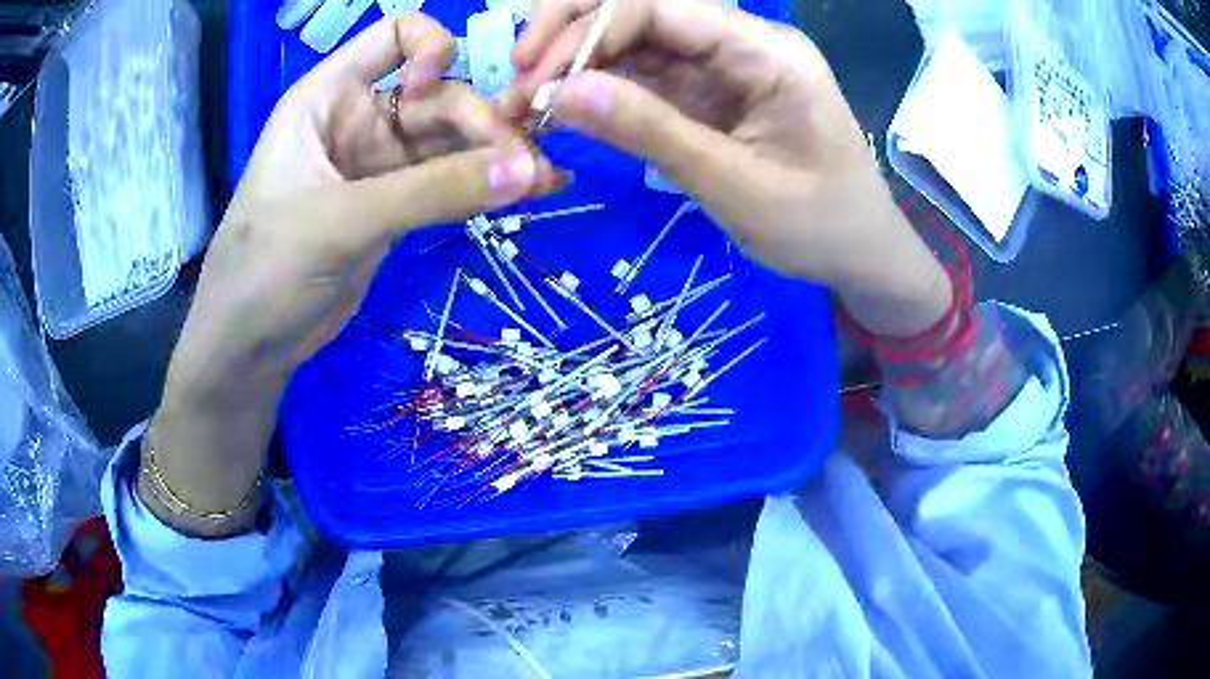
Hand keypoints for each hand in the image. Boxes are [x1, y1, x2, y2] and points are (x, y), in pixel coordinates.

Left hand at [147, 16, 559, 535]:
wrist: (252, 345)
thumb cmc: (268, 269)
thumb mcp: (341, 222)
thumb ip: (431, 192)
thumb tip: (527, 170)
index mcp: (329, 96)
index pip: (395, 35)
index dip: (430, 50)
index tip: (436, 93)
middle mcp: (360, 117)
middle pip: (441, 94)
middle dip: (484, 124)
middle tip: (525, 168)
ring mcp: (380, 162)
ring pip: (454, 139)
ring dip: (498, 155)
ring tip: (543, 183)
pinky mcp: (396, 204)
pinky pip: (451, 181)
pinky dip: (488, 186)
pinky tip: (531, 193)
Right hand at [508, 0, 950, 336]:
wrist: (861, 251)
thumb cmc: (818, 225)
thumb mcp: (735, 185)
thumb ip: (650, 131)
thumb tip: (558, 94)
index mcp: (767, 52)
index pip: (660, 6)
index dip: (587, 30)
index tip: (533, 78)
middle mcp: (744, 42)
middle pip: (643, 9)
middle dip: (573, 36)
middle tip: (519, 83)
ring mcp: (726, 64)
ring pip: (638, 40)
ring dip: (579, 64)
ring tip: (528, 103)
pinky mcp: (713, 89)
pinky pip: (649, 74)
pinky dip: (603, 88)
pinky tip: (566, 108)